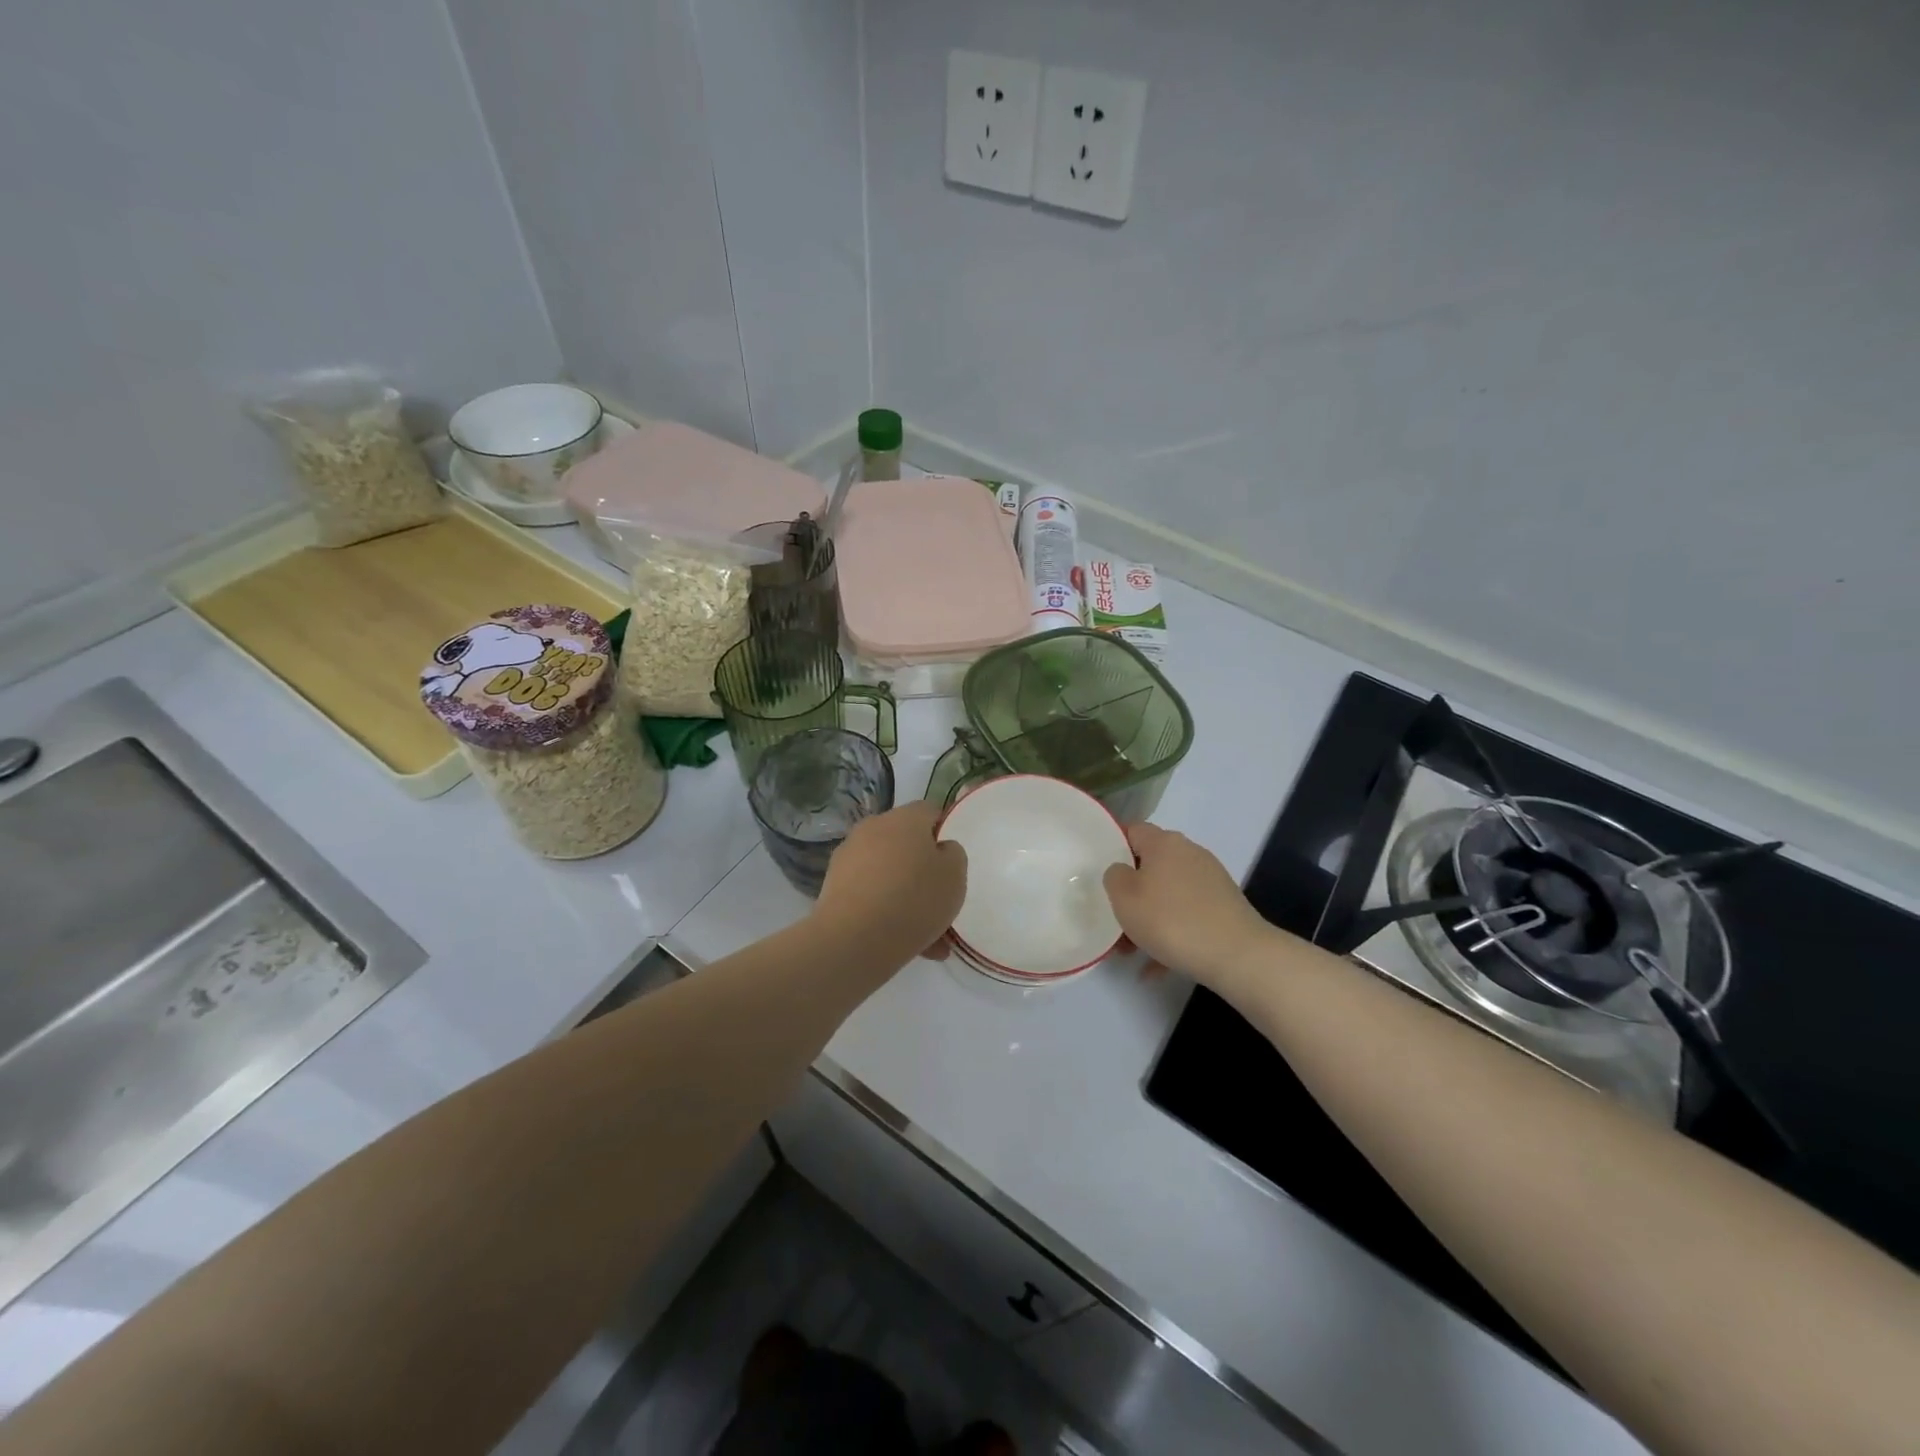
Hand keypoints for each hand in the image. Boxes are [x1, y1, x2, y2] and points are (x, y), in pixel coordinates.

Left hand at [815, 801, 967, 965]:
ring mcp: (848, 856)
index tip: (950, 862)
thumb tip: (939, 849)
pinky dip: (883, 909)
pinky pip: (869, 892)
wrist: (854, 939)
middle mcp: (873, 828)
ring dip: (903, 893)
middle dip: (921, 867)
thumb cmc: (914, 899)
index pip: (929, 811)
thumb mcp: (955, 875)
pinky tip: (900, 941)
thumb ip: (953, 854)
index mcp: (905, 818)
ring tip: (924, 934)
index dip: (942, 833)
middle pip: (904, 842)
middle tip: (937, 899)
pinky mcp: (833, 885)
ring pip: (887, 871)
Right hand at [1104, 823, 1270, 990]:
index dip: (1113, 847)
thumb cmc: (1171, 919)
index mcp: (1164, 843)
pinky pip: (1187, 916)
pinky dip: (1171, 935)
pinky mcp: (1223, 907)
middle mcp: (1189, 853)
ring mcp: (1210, 880)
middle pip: (1150, 865)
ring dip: (1148, 918)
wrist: (1237, 954)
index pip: (1132, 830)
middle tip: (1113, 918)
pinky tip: (1158, 966)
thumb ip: (1114, 876)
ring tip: (1132, 951)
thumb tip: (1123, 872)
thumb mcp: (1124, 897)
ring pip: (1167, 894)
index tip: (1099, 872)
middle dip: (1130, 892)